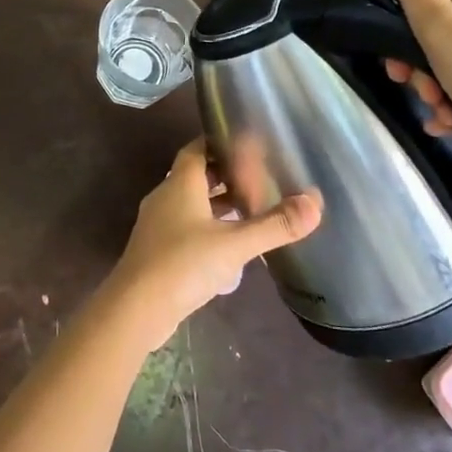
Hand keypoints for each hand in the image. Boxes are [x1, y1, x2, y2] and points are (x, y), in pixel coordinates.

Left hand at [104, 139, 320, 351]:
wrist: (135, 308)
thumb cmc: (183, 264)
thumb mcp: (235, 244)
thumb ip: (275, 225)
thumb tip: (315, 202)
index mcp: (180, 184)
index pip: (197, 149)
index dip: (219, 142)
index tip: (246, 142)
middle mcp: (165, 197)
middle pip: (195, 175)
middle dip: (224, 174)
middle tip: (258, 175)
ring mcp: (158, 225)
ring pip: (191, 203)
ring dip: (217, 202)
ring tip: (251, 207)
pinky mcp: (157, 250)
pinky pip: (186, 226)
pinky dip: (208, 225)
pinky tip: (229, 243)